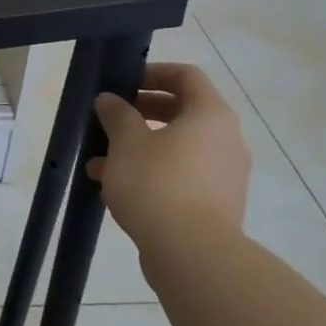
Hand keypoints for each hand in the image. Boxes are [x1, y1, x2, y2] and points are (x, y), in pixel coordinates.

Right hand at [88, 62, 250, 250]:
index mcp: (210, 115)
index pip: (187, 76)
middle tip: (109, 120)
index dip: (153, 73)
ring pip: (177, 149)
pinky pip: (180, 177)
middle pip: (182, 113)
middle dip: (141, 114)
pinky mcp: (216, 205)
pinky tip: (114, 191)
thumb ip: (117, 115)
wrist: (192, 253)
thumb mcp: (126, 143)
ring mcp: (224, 175)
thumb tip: (110, 99)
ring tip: (99, 164)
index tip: (123, 83)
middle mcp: (226, 140)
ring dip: (139, 149)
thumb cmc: (157, 183)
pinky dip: (151, 176)